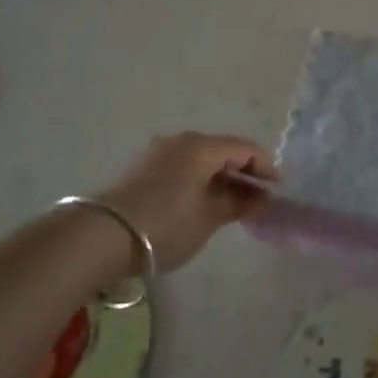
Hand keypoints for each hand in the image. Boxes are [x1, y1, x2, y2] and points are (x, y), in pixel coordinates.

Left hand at [97, 133, 275, 274]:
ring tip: (229, 207)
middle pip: (223, 151)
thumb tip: (263, 198)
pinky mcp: (141, 169)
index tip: (277, 192)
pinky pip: (182, 168)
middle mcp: (181, 140)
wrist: (101, 236)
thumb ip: (239, 204)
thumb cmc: (165, 224)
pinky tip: (200, 204)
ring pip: (201, 160)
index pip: (246, 148)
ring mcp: (158, 153)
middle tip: (256, 202)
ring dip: (219, 179)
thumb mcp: (209, 218)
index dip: (265, 168)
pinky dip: (198, 182)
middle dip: (242, 174)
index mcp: (202, 146)